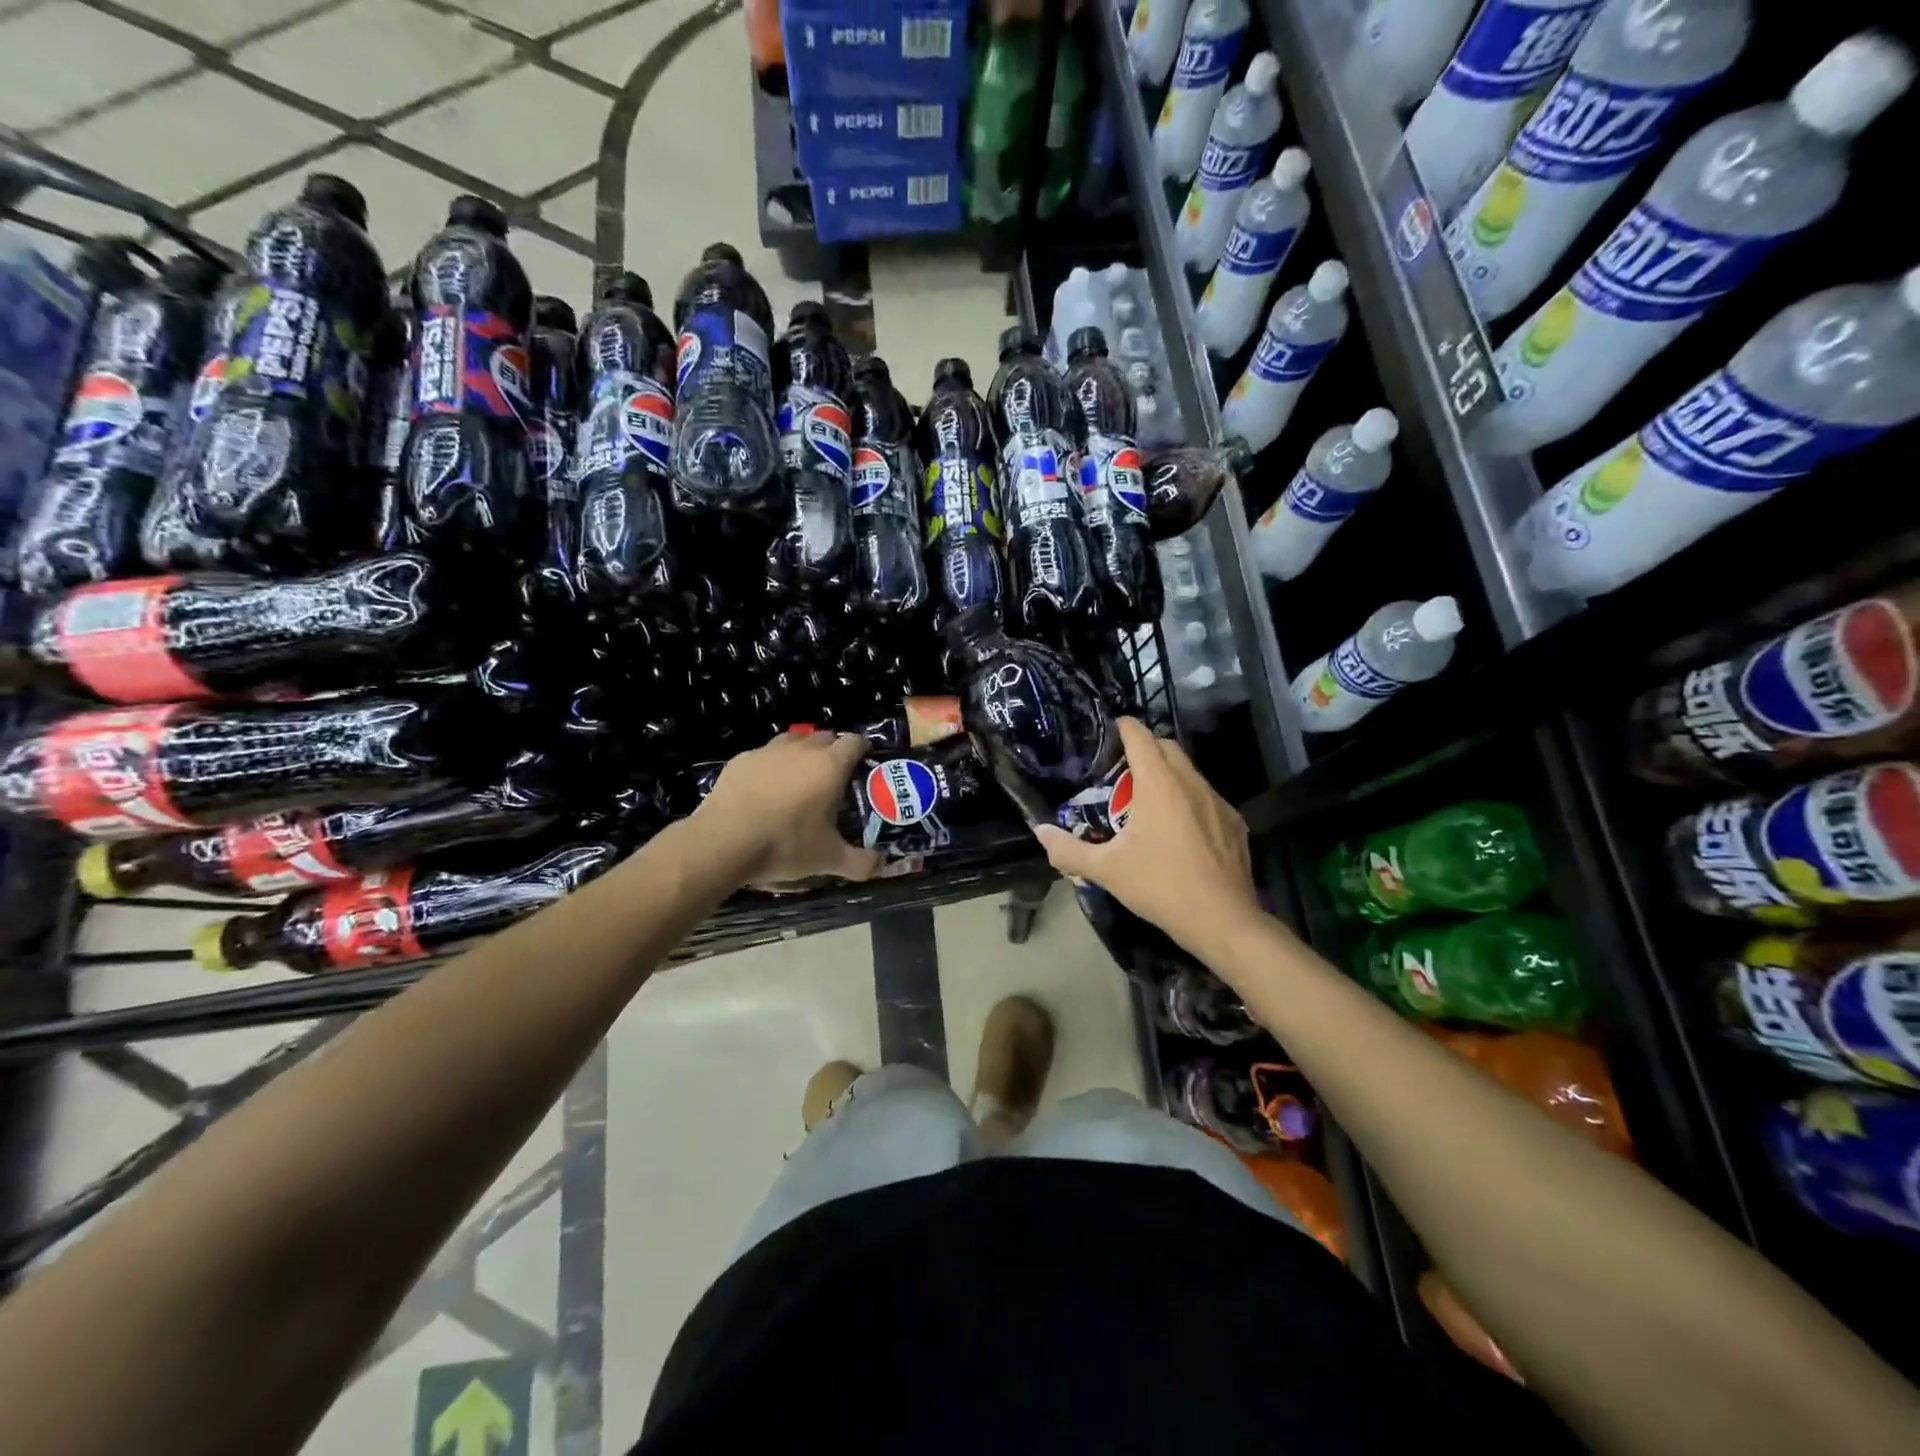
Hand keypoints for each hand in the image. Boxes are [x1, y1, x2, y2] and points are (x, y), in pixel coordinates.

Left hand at [693, 729, 882, 886]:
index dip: (862, 750)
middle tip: (833, 778)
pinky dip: (770, 766)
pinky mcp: (740, 760)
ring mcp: (767, 751)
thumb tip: (880, 866)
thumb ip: (860, 862)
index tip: (864, 764)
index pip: (855, 742)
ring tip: (799, 779)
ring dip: (801, 753)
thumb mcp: (828, 859)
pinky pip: (763, 755)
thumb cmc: (785, 844)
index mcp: (830, 765)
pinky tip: (764, 789)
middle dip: (832, 751)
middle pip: (825, 737)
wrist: (723, 841)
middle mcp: (802, 749)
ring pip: (793, 741)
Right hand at [1034, 718, 1261, 958]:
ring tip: (1147, 801)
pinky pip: (1207, 797)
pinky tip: (1180, 830)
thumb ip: (1069, 849)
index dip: (1123, 727)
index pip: (1140, 736)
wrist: (1222, 920)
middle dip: (1145, 748)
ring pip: (1189, 772)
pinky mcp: (1234, 823)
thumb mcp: (1106, 870)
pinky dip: (1189, 800)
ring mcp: (1217, 802)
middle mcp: (1190, 782)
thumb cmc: (1160, 886)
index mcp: (1158, 784)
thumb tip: (1041, 833)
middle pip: (1167, 746)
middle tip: (1122, 770)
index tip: (1109, 731)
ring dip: (1168, 774)